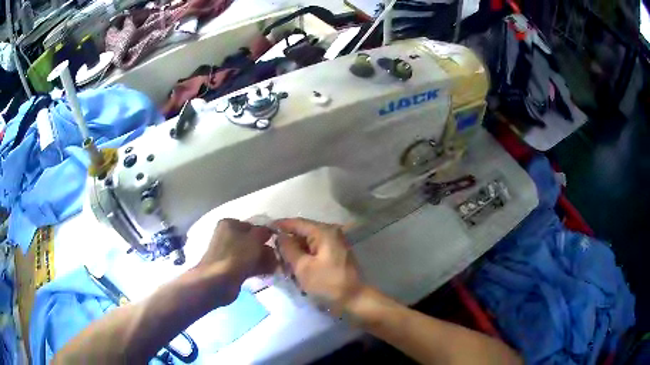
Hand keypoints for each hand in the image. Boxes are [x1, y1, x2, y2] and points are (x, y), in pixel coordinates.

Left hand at [198, 219, 275, 301]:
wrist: (218, 281)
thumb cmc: (236, 255)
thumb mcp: (254, 238)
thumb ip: (263, 232)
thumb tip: (268, 231)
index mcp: (229, 224)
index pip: (252, 225)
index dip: (265, 234)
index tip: (278, 243)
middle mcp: (227, 236)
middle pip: (252, 241)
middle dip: (266, 249)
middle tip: (279, 257)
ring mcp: (228, 253)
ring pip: (251, 254)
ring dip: (264, 260)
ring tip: (276, 267)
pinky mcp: (230, 268)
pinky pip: (248, 265)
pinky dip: (258, 268)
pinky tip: (269, 273)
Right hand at [274, 218, 364, 315]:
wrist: (354, 299)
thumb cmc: (327, 283)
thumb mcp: (302, 267)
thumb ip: (288, 249)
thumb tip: (280, 236)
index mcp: (324, 231)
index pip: (297, 223)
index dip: (280, 225)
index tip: (265, 229)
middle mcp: (331, 232)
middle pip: (303, 232)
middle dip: (287, 241)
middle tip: (271, 250)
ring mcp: (335, 243)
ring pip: (309, 242)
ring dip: (296, 251)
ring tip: (281, 261)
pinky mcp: (336, 254)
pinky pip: (316, 250)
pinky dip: (305, 256)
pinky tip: (295, 266)